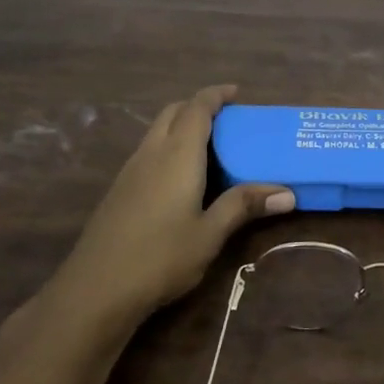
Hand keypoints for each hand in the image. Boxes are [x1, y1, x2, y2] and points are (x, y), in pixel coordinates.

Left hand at [55, 85, 293, 320]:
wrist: (94, 290)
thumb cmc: (160, 257)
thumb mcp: (210, 233)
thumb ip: (244, 206)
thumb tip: (288, 193)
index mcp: (177, 154)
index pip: (197, 108)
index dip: (216, 95)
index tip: (236, 92)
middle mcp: (151, 153)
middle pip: (173, 112)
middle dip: (198, 107)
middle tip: (227, 121)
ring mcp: (130, 171)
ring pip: (157, 131)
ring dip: (181, 126)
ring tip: (211, 147)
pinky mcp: (119, 191)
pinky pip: (148, 152)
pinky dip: (169, 148)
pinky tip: (182, 179)